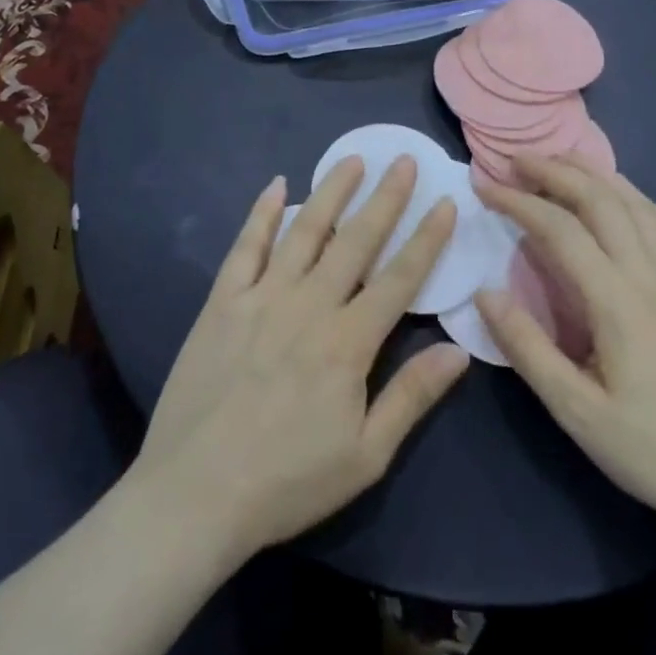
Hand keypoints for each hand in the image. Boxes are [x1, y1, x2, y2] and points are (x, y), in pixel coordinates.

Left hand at [134, 156, 469, 561]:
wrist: (195, 495)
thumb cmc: (287, 482)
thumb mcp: (365, 456)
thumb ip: (412, 397)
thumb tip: (460, 351)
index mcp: (348, 342)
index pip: (399, 278)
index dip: (426, 238)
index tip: (445, 202)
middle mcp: (309, 305)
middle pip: (356, 241)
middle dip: (386, 198)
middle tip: (404, 160)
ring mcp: (261, 298)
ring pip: (304, 231)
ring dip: (332, 192)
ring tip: (352, 159)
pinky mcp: (222, 302)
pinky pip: (246, 247)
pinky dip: (261, 213)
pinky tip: (275, 185)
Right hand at [474, 156, 655, 541]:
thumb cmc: (648, 450)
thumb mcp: (574, 409)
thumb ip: (527, 348)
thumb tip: (484, 293)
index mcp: (617, 301)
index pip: (561, 230)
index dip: (519, 202)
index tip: (484, 187)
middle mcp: (649, 278)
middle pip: (602, 202)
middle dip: (556, 171)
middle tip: (517, 160)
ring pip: (640, 209)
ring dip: (598, 177)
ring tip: (564, 162)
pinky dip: (651, 208)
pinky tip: (633, 205)